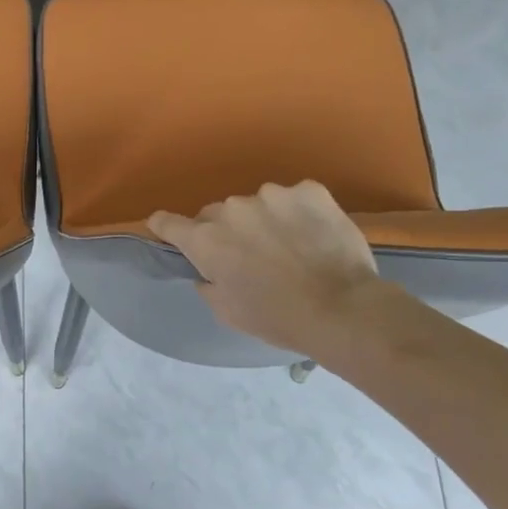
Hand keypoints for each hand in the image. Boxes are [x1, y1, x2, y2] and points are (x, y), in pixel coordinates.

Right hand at [148, 181, 383, 357]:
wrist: (341, 308)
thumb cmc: (277, 317)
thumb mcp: (227, 311)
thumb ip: (208, 283)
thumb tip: (207, 271)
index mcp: (206, 240)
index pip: (168, 222)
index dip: (165, 227)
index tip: (168, 231)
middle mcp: (232, 209)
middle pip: (216, 214)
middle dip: (225, 231)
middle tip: (249, 256)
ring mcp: (272, 194)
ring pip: (256, 204)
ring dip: (263, 219)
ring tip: (289, 246)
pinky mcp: (309, 191)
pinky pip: (294, 198)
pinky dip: (298, 212)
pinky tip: (314, 235)